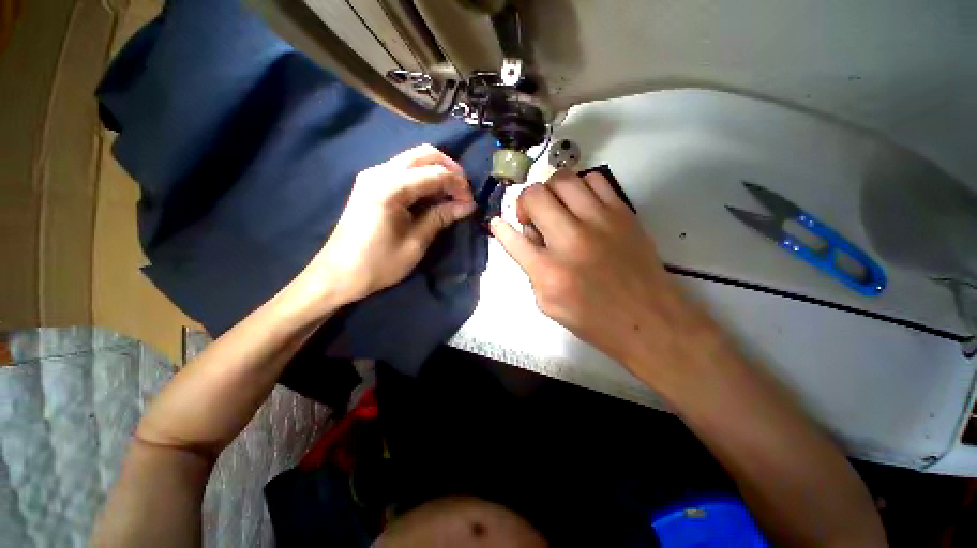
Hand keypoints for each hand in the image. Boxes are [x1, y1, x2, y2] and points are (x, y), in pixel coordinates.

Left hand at [293, 145, 475, 312]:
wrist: (338, 274)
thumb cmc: (378, 264)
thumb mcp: (415, 243)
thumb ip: (440, 217)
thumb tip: (468, 205)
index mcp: (389, 188)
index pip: (434, 173)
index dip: (457, 184)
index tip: (471, 202)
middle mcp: (379, 172)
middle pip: (424, 154)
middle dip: (450, 169)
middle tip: (464, 192)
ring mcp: (373, 175)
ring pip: (414, 159)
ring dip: (437, 172)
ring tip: (452, 194)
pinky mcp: (371, 183)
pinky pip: (404, 170)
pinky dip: (423, 177)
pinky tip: (433, 195)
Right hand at [490, 170, 718, 380]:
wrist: (649, 320)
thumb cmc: (594, 319)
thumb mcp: (549, 304)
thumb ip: (531, 270)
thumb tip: (524, 239)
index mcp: (549, 271)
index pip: (513, 238)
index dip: (501, 228)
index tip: (498, 224)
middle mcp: (571, 240)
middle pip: (535, 195)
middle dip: (525, 204)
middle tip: (533, 219)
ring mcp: (600, 221)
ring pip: (563, 179)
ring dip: (551, 192)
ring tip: (557, 209)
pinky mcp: (623, 212)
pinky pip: (595, 180)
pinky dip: (580, 188)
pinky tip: (581, 206)